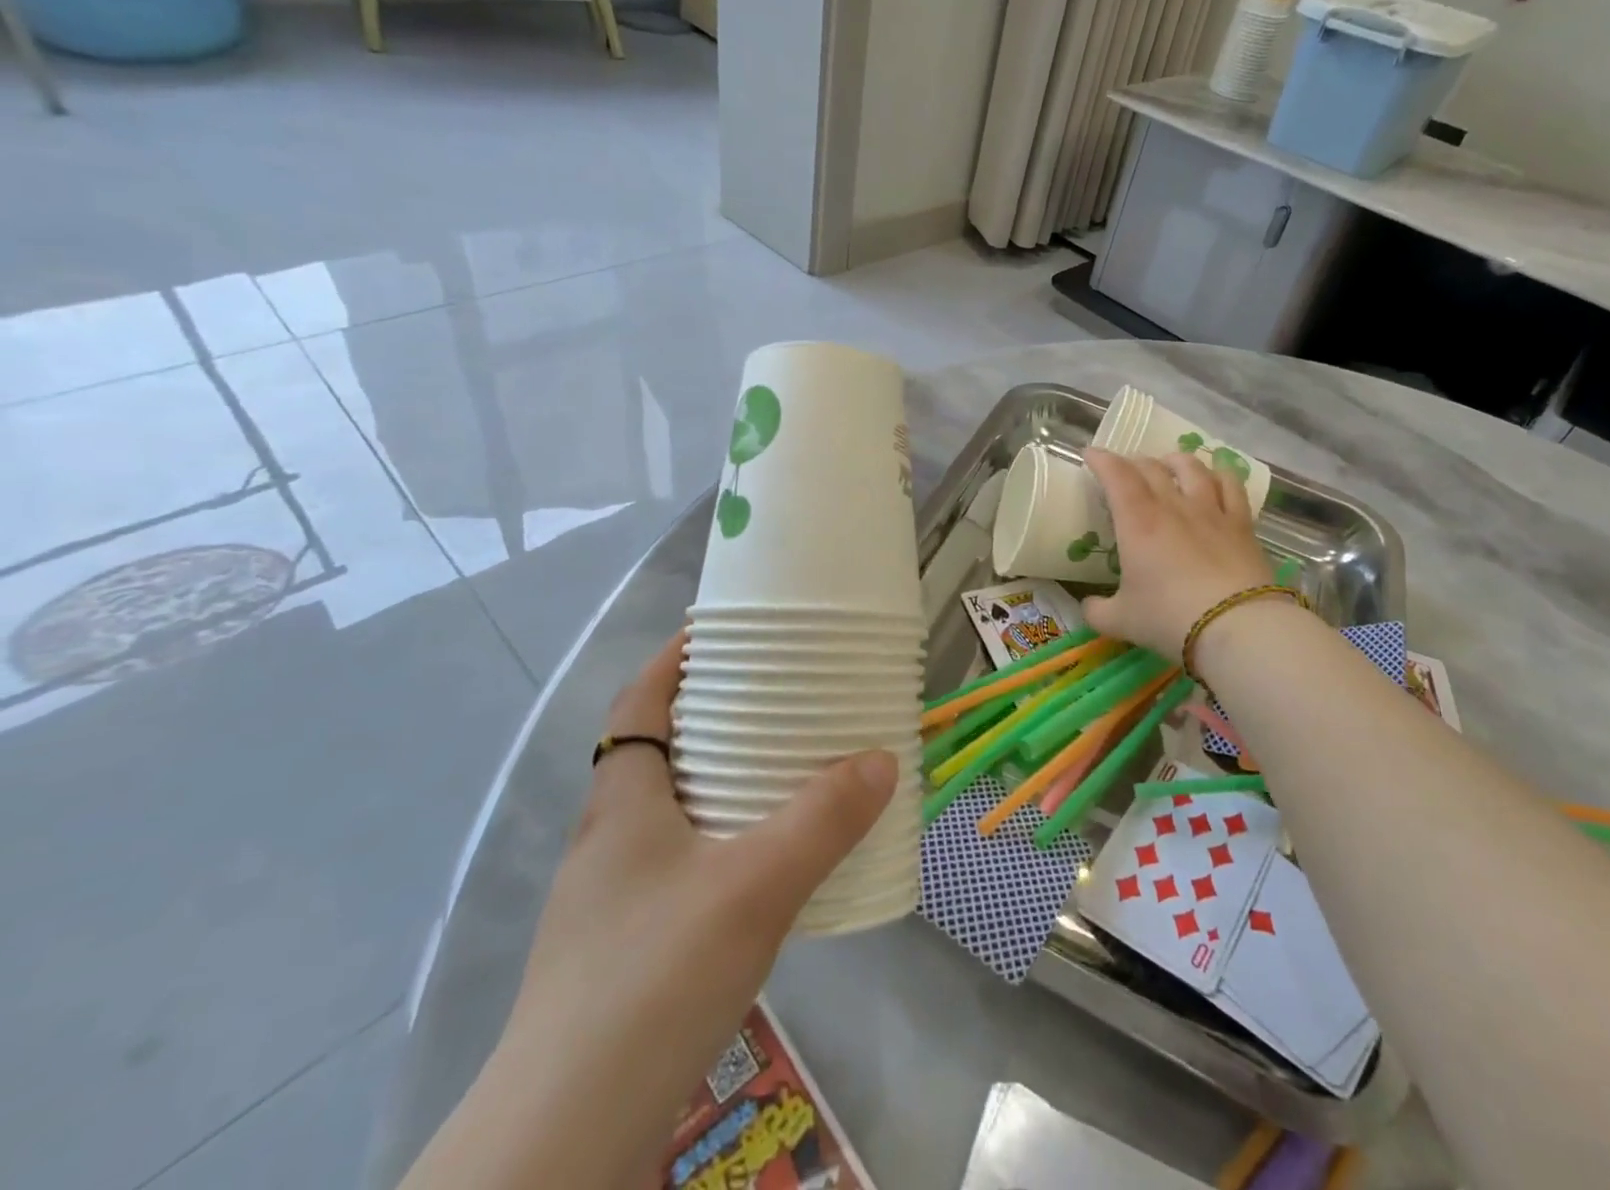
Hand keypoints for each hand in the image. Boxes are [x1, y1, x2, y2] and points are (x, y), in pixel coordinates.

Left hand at [418, 632, 897, 1187]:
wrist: (566, 1136)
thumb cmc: (652, 978)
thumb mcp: (752, 887)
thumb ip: (822, 820)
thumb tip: (882, 759)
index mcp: (623, 800)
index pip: (639, 701)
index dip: (674, 659)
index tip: (725, 633)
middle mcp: (611, 836)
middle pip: (661, 748)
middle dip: (715, 716)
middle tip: (780, 698)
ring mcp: (613, 895)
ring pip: (673, 808)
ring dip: (723, 780)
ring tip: (787, 771)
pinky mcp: (627, 945)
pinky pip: (684, 860)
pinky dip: (724, 839)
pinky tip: (767, 865)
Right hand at [1081, 448, 1272, 659]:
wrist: (1237, 627)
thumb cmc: (1169, 618)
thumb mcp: (1121, 621)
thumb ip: (1098, 611)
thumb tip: (1088, 605)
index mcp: (1137, 522)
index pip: (1116, 475)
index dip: (1101, 460)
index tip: (1090, 454)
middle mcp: (1173, 506)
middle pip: (1151, 468)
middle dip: (1133, 462)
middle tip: (1124, 469)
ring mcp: (1211, 511)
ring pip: (1192, 468)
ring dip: (1175, 460)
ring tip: (1169, 463)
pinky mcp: (1242, 524)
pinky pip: (1231, 486)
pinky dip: (1219, 475)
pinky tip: (1215, 477)